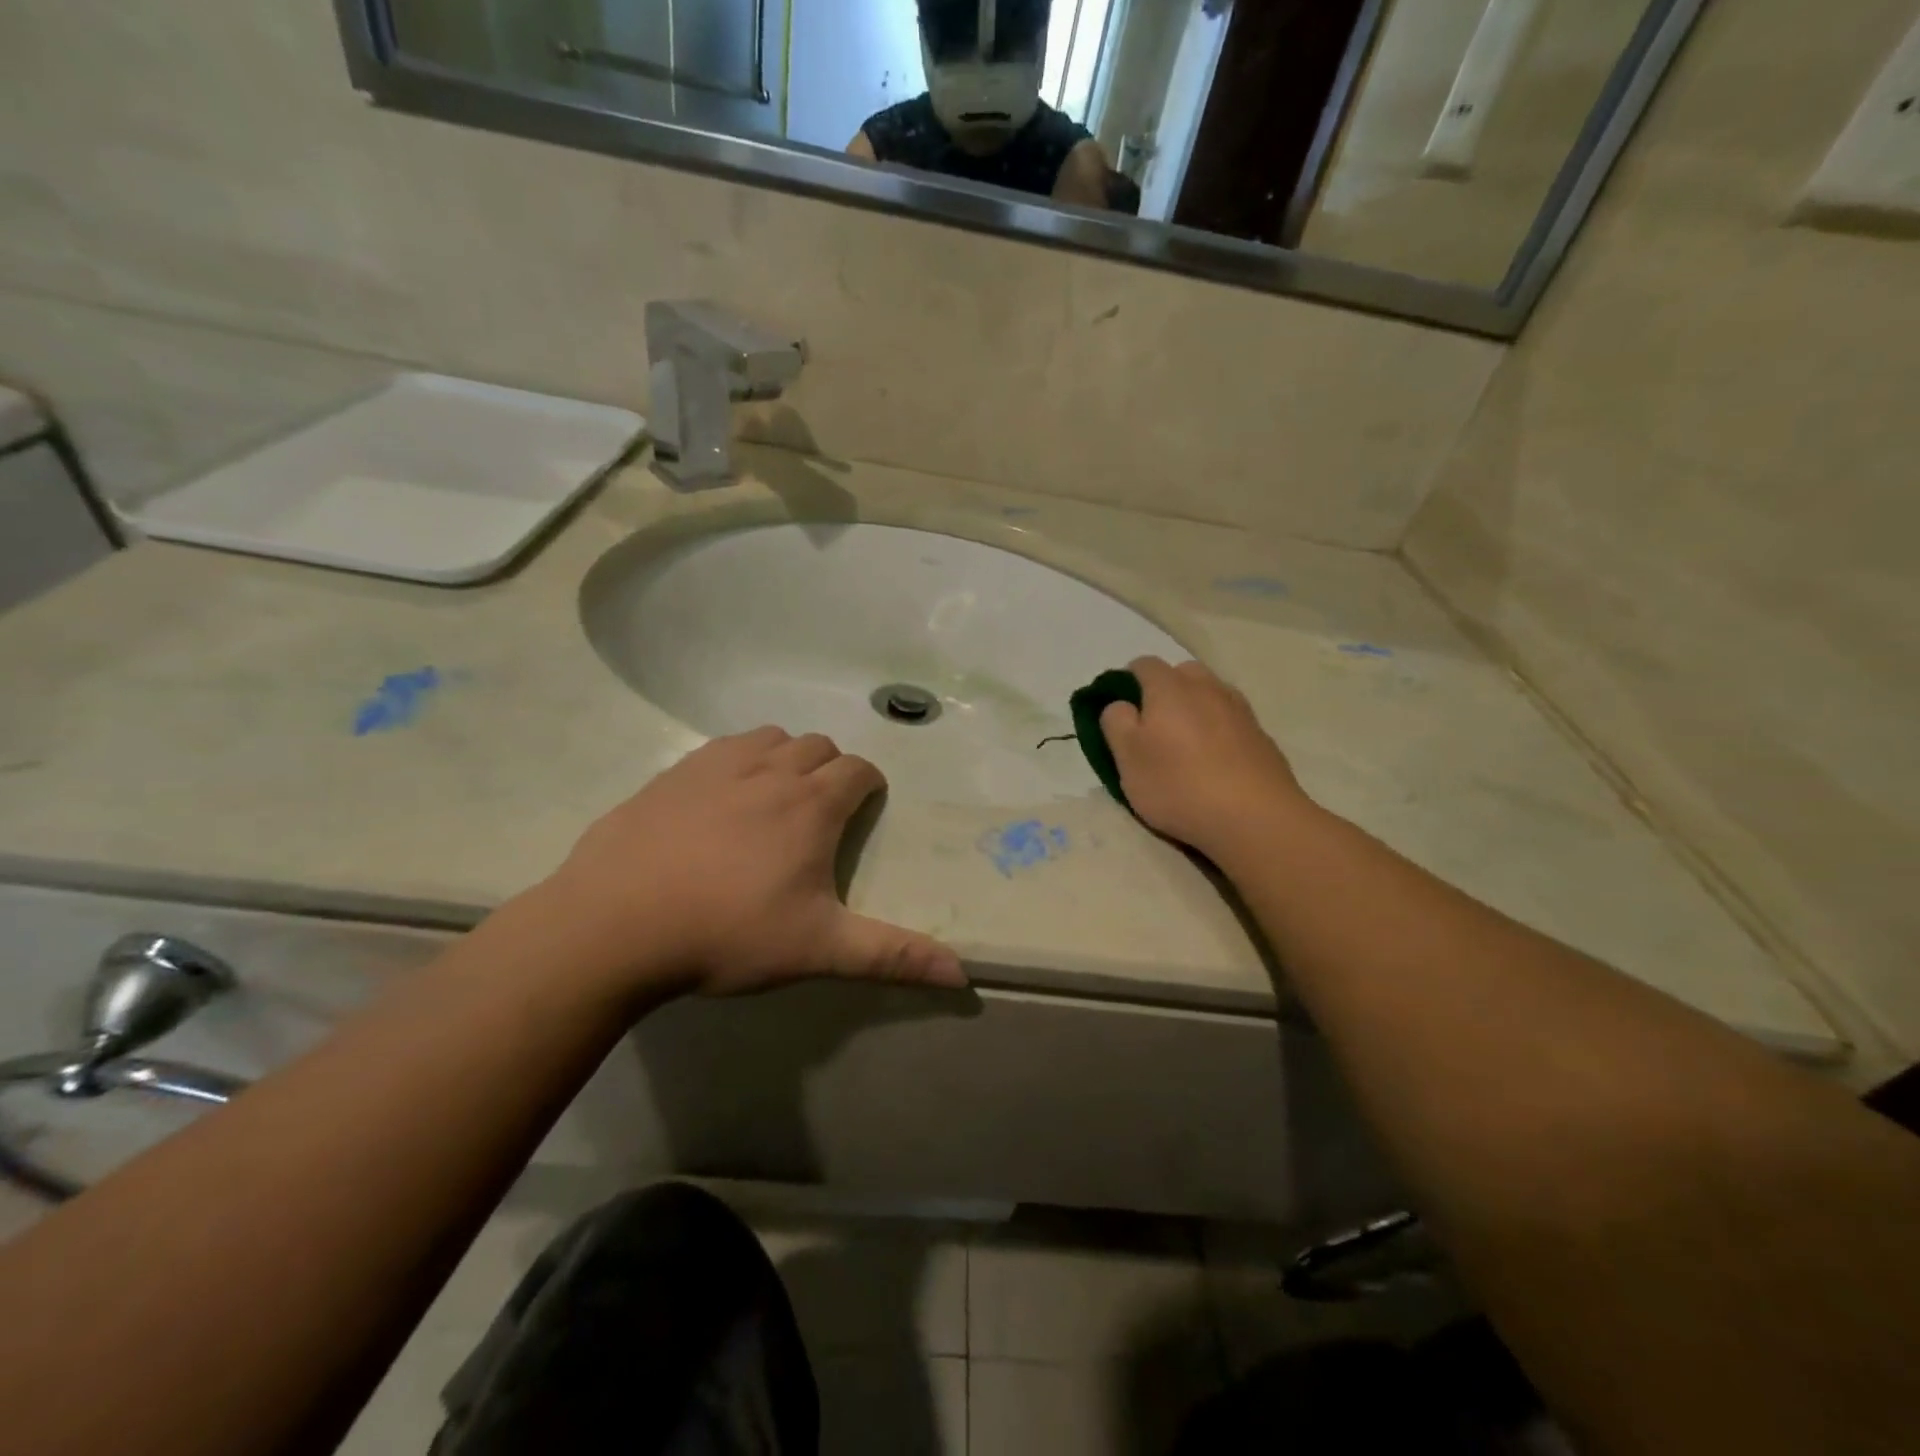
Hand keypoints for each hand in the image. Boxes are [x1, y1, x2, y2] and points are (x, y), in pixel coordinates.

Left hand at [540, 727, 965, 997]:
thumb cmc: (727, 934)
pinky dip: (737, 761)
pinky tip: (719, 799)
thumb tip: (963, 974)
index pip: (858, 770)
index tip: (865, 809)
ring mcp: (716, 767)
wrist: (613, 926)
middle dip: (830, 770)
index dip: (869, 785)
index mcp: (811, 805)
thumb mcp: (818, 950)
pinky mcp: (671, 775)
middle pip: (817, 746)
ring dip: (784, 757)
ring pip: (769, 738)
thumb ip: (892, 956)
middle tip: (820, 813)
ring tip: (774, 799)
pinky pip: (720, 749)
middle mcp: (770, 771)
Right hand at [1100, 657, 1311, 863]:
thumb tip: (1120, 704)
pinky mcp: (1261, 735)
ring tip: (1185, 746)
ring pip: (1210, 694)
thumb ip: (1116, 723)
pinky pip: (1231, 720)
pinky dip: (1219, 730)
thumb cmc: (1178, 785)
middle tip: (1153, 728)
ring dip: (1194, 708)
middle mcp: (1207, 687)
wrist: (1254, 818)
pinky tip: (1215, 762)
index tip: (1122, 713)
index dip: (1127, 682)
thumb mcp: (1127, 758)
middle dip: (1164, 690)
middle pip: (1181, 673)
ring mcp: (1239, 709)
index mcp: (1169, 687)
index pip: (1143, 664)